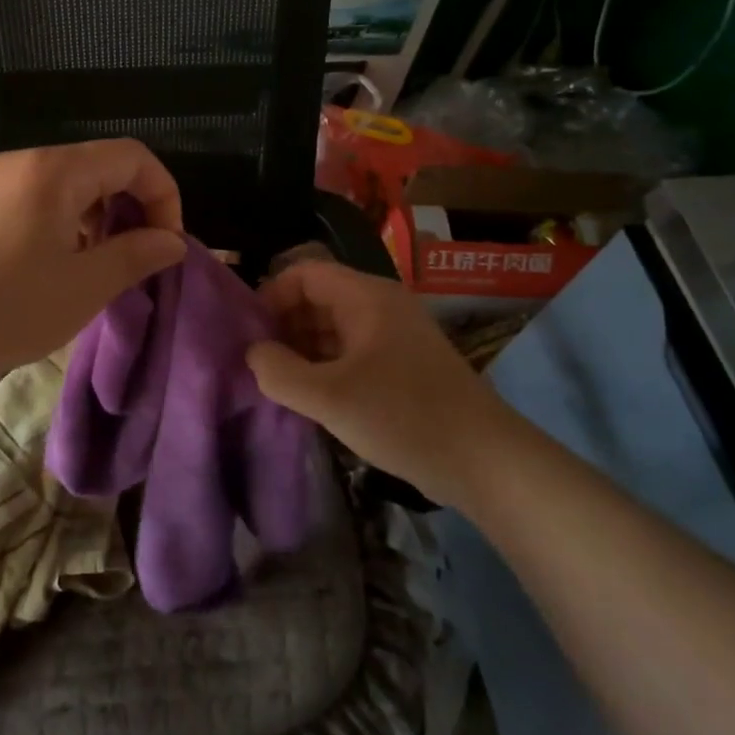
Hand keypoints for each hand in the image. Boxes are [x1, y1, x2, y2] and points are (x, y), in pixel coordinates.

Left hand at [0, 140, 186, 393]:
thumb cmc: (5, 307)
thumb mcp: (84, 286)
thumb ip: (136, 256)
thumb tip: (172, 242)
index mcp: (56, 170)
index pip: (132, 157)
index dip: (163, 196)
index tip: (165, 246)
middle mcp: (26, 162)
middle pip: (101, 166)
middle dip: (132, 207)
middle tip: (136, 259)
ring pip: (71, 185)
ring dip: (100, 218)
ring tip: (100, 268)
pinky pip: (41, 200)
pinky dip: (68, 224)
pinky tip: (60, 267)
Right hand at [246, 260, 517, 489]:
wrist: (485, 460)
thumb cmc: (403, 416)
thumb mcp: (329, 397)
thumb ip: (279, 372)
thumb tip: (253, 354)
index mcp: (366, 297)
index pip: (305, 273)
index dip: (272, 295)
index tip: (249, 332)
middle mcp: (381, 307)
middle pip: (319, 298)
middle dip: (284, 325)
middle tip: (258, 362)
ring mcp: (395, 337)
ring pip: (334, 328)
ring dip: (303, 349)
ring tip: (277, 382)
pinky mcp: (403, 366)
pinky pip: (352, 352)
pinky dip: (326, 366)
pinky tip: (310, 397)